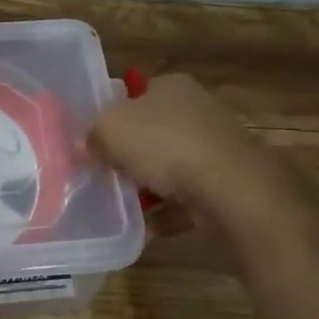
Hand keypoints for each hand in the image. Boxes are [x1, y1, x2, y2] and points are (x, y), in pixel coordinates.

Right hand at [89, 73, 276, 219]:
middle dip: (129, 155)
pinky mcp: (225, 185)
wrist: (232, 190)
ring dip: (146, 188)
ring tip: (118, 208)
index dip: (113, 114)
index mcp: (172, 87)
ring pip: (169, 168)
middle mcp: (197, 111)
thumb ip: (93, 134)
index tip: (94, 139)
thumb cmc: (166, 145)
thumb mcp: (110, 130)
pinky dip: (165, 214)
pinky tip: (142, 231)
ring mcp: (215, 149)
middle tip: (101, 174)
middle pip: (152, 132)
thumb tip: (87, 144)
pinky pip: (185, 200)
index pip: (136, 93)